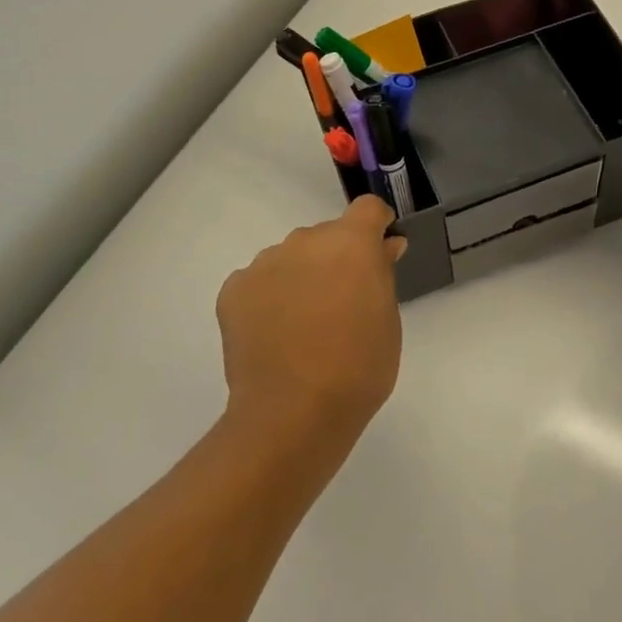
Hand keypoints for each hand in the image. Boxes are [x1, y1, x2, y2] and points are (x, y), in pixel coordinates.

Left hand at [216, 196, 406, 446]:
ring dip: (301, 276)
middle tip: (340, 304)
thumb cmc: (358, 368)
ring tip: (302, 326)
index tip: (379, 253)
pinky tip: (273, 334)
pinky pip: (259, 281)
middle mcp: (305, 240)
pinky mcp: (234, 289)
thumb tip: (384, 246)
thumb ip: (383, 274)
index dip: (376, 226)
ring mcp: (265, 262)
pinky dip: (268, 298)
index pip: (367, 209)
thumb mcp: (388, 319)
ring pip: (290, 257)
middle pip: (326, 235)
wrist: (293, 413)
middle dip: (336, 259)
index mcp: (351, 243)